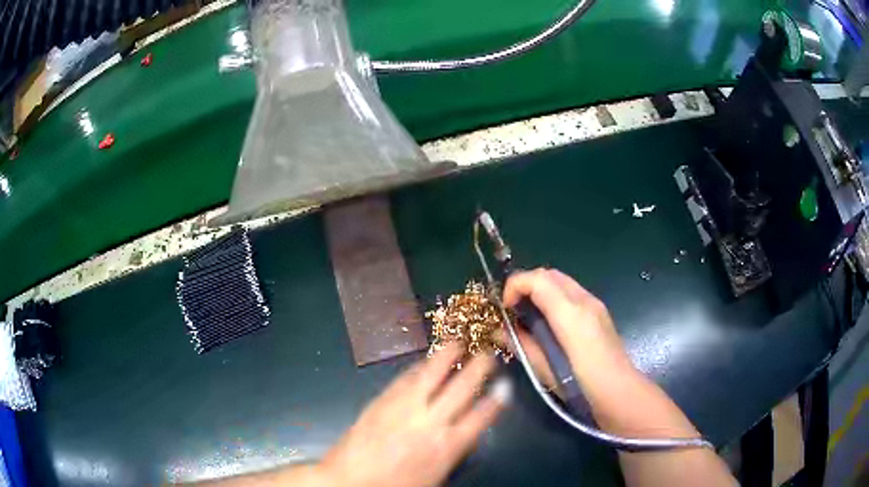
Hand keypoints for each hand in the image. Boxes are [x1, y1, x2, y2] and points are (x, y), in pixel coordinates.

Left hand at [319, 343, 511, 486]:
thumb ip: (454, 451)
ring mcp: (404, 407)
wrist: (350, 480)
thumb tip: (467, 430)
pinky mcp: (382, 400)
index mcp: (447, 446)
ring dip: (447, 356)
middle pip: (461, 389)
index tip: (506, 386)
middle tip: (488, 352)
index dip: (496, 400)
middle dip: (478, 368)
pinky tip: (424, 361)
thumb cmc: (396, 485)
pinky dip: (418, 367)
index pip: (480, 417)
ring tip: (457, 341)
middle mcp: (430, 422)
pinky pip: (405, 378)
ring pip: (431, 375)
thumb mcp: (435, 476)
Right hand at [500, 268, 635, 392]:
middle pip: (549, 274)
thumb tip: (499, 331)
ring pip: (561, 280)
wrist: (620, 392)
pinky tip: (550, 323)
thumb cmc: (581, 386)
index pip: (537, 279)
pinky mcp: (599, 311)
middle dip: (526, 285)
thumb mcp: (544, 369)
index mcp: (570, 313)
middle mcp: (584, 300)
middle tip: (514, 310)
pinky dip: (554, 297)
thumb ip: (522, 345)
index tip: (505, 308)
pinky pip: (571, 292)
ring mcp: (595, 304)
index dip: (515, 286)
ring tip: (530, 316)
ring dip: (540, 290)